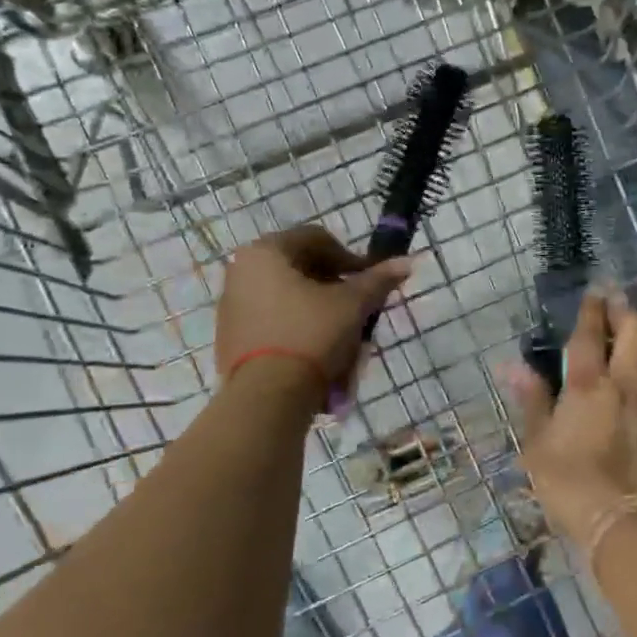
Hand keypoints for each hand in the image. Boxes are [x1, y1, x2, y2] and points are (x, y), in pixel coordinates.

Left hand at [216, 226, 411, 400]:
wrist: (267, 397)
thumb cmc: (311, 335)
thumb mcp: (352, 304)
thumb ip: (378, 280)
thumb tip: (406, 261)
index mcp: (265, 252)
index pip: (316, 239)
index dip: (350, 257)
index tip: (370, 281)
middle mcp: (241, 271)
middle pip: (300, 268)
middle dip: (334, 286)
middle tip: (357, 308)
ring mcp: (231, 306)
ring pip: (287, 296)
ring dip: (318, 308)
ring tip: (341, 334)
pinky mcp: (230, 337)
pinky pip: (272, 321)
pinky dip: (297, 328)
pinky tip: (317, 351)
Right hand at [503, 287, 636, 549]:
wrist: (628, 523)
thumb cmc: (572, 483)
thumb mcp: (539, 444)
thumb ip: (532, 400)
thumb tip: (513, 366)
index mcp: (588, 384)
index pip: (590, 334)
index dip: (592, 310)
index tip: (594, 292)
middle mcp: (627, 383)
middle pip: (636, 332)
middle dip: (625, 312)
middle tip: (617, 302)